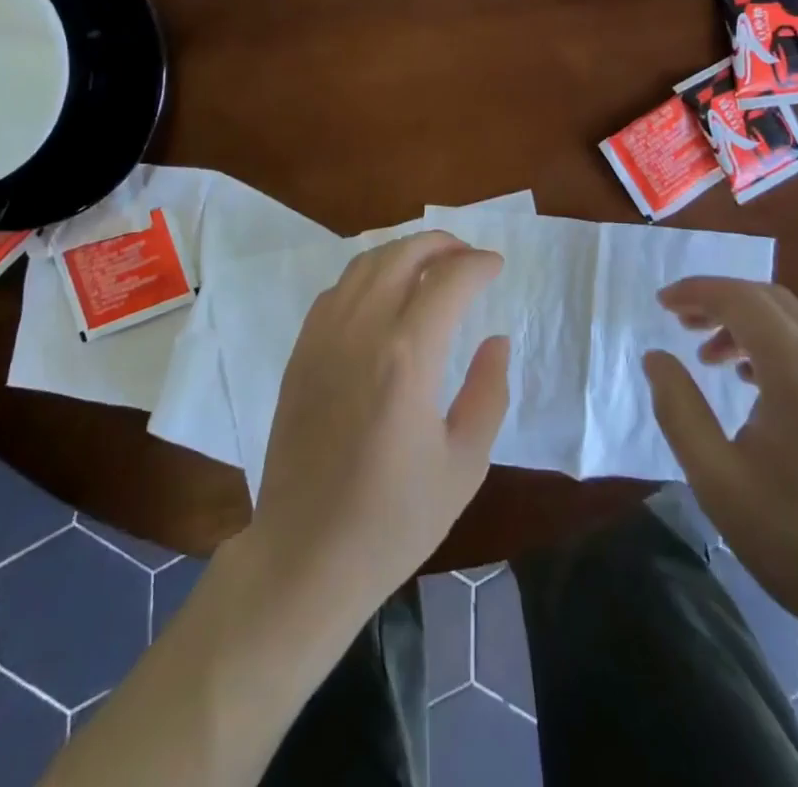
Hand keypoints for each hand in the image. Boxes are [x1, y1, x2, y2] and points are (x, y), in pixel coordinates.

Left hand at [252, 233, 510, 612]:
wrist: (306, 553)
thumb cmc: (395, 519)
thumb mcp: (464, 464)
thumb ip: (488, 392)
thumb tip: (496, 340)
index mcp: (407, 357)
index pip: (448, 281)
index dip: (477, 264)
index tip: (496, 265)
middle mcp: (361, 331)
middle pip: (401, 255)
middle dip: (440, 243)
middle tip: (466, 254)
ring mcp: (323, 337)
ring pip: (364, 264)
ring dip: (402, 252)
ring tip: (430, 264)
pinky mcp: (301, 351)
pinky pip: (337, 290)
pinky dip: (367, 275)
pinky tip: (383, 294)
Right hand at [643, 279, 797, 649]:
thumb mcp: (718, 479)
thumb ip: (678, 409)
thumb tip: (656, 358)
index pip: (741, 300)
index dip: (697, 292)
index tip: (661, 304)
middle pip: (770, 300)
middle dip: (718, 299)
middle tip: (678, 320)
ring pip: (794, 322)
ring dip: (745, 322)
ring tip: (707, 355)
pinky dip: (772, 344)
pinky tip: (751, 382)